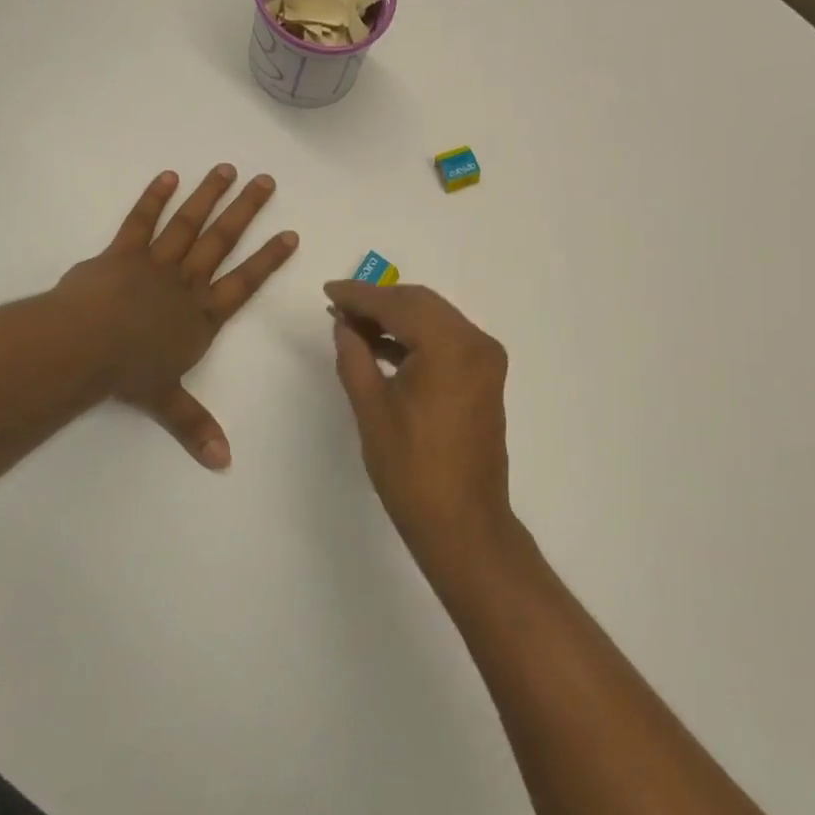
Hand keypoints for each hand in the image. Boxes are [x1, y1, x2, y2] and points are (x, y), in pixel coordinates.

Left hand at [56, 166, 297, 468]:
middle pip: (221, 242)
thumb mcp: (167, 403)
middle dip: (245, 211)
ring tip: (226, 169)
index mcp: (202, 316)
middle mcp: (186, 284)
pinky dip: (153, 198)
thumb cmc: (131, 373)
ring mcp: (154, 264)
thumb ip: (196, 427)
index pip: (244, 283)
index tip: (289, 233)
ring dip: (208, 196)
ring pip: (188, 225)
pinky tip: (167, 176)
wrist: (86, 347)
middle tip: (266, 180)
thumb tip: (224, 464)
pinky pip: (139, 222)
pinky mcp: (121, 253)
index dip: (268, 259)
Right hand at [324, 282, 511, 559]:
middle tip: (339, 307)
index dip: (360, 295)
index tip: (328, 291)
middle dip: (378, 302)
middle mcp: (476, 342)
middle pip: (421, 304)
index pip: (399, 304)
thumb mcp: (372, 410)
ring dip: (397, 318)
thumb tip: (344, 324)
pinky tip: (383, 346)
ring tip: (354, 326)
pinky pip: (447, 341)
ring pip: (435, 319)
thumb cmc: (412, 469)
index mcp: (451, 346)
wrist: (463, 522)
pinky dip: (417, 338)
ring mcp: (486, 360)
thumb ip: (355, 357)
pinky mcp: (485, 377)